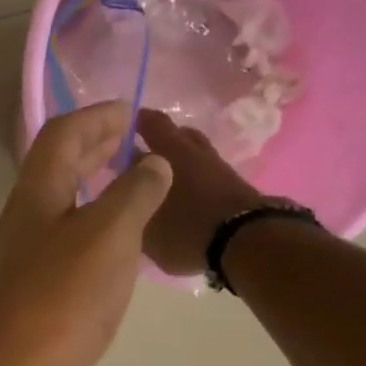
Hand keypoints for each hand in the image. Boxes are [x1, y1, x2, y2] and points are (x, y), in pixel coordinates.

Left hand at [0, 102, 170, 365]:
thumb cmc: (58, 304)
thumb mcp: (107, 238)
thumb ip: (133, 195)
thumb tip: (152, 163)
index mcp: (33, 199)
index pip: (61, 136)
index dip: (97, 116)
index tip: (134, 112)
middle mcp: (19, 230)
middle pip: (54, 176)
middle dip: (93, 154)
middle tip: (133, 147)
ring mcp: (19, 273)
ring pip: (57, 219)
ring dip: (92, 201)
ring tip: (131, 200)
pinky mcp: (27, 310)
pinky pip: (61, 258)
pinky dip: (89, 244)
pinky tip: (112, 263)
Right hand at [135, 109, 263, 277]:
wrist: (244, 240)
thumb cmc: (185, 231)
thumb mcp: (145, 228)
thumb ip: (131, 207)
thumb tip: (123, 193)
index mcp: (168, 152)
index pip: (149, 125)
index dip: (135, 124)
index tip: (121, 131)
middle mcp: (192, 150)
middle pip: (174, 133)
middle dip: (156, 139)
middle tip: (140, 154)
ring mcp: (216, 164)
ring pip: (192, 150)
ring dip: (176, 157)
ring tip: (161, 176)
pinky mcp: (232, 181)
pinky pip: (204, 169)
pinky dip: (191, 174)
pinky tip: (183, 192)